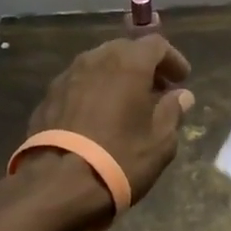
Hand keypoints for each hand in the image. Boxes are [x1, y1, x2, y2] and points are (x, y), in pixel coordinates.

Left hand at [19, 36, 195, 215]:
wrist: (56, 186)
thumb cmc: (118, 158)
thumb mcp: (160, 142)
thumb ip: (172, 112)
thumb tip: (182, 96)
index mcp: (128, 63)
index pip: (156, 44)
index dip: (173, 59)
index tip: (182, 80)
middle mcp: (96, 59)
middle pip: (126, 50)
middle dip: (145, 66)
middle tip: (157, 91)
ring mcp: (68, 76)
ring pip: (100, 64)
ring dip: (118, 77)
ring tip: (128, 104)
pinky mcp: (48, 96)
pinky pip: (80, 83)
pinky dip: (95, 91)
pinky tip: (99, 117)